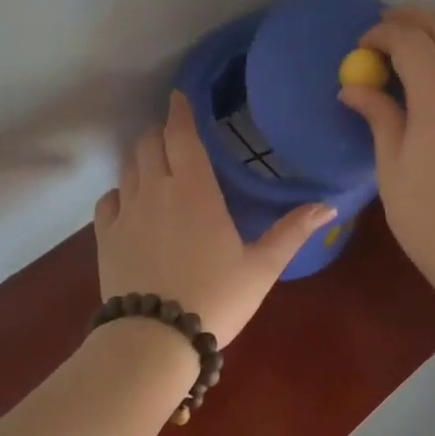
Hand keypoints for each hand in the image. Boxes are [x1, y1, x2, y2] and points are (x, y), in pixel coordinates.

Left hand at [94, 90, 335, 347]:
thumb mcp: (261, 267)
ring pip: (128, 167)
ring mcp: (126, 212)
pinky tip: (130, 201)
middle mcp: (156, 190)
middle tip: (175, 134)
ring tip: (155, 162)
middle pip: (149, 144)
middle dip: (161, 132)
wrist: (154, 340)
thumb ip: (292, 231)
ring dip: (142, 157)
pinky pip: (108, 199)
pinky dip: (120, 191)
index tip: (179, 96)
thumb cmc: (215, 298)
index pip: (181, 134)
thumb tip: (330, 205)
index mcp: (194, 189)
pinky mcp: (105, 236)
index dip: (180, 111)